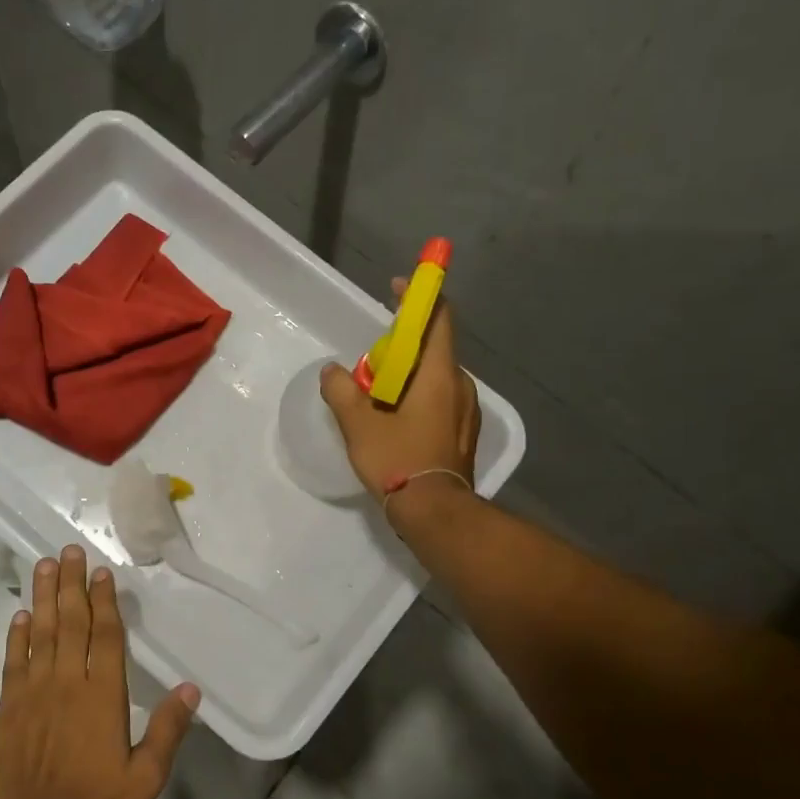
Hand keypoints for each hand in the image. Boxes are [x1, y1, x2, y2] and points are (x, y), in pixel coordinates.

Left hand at [0, 545, 199, 798]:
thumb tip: (191, 689)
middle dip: (70, 584)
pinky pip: (14, 662)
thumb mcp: (145, 778)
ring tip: (43, 566)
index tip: (100, 572)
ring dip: (43, 598)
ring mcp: (34, 693)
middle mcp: (67, 683)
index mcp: (102, 695)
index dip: (104, 601)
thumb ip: (168, 730)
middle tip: (67, 550)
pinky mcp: (9, 709)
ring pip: (40, 633)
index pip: (106, 636)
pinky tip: (20, 616)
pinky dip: (17, 636)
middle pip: (70, 622)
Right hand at [321, 280, 480, 503]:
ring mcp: (466, 409)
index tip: (399, 286)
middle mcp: (459, 384)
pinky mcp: (464, 431)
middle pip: (434, 347)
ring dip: (409, 374)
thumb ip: (341, 391)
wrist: (435, 512)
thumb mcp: (359, 424)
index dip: (419, 296)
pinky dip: (419, 395)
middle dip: (403, 344)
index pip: (437, 318)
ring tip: (379, 394)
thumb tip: (332, 371)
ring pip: (436, 376)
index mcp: (437, 373)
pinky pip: (441, 398)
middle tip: (372, 360)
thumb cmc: (398, 460)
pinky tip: (396, 418)